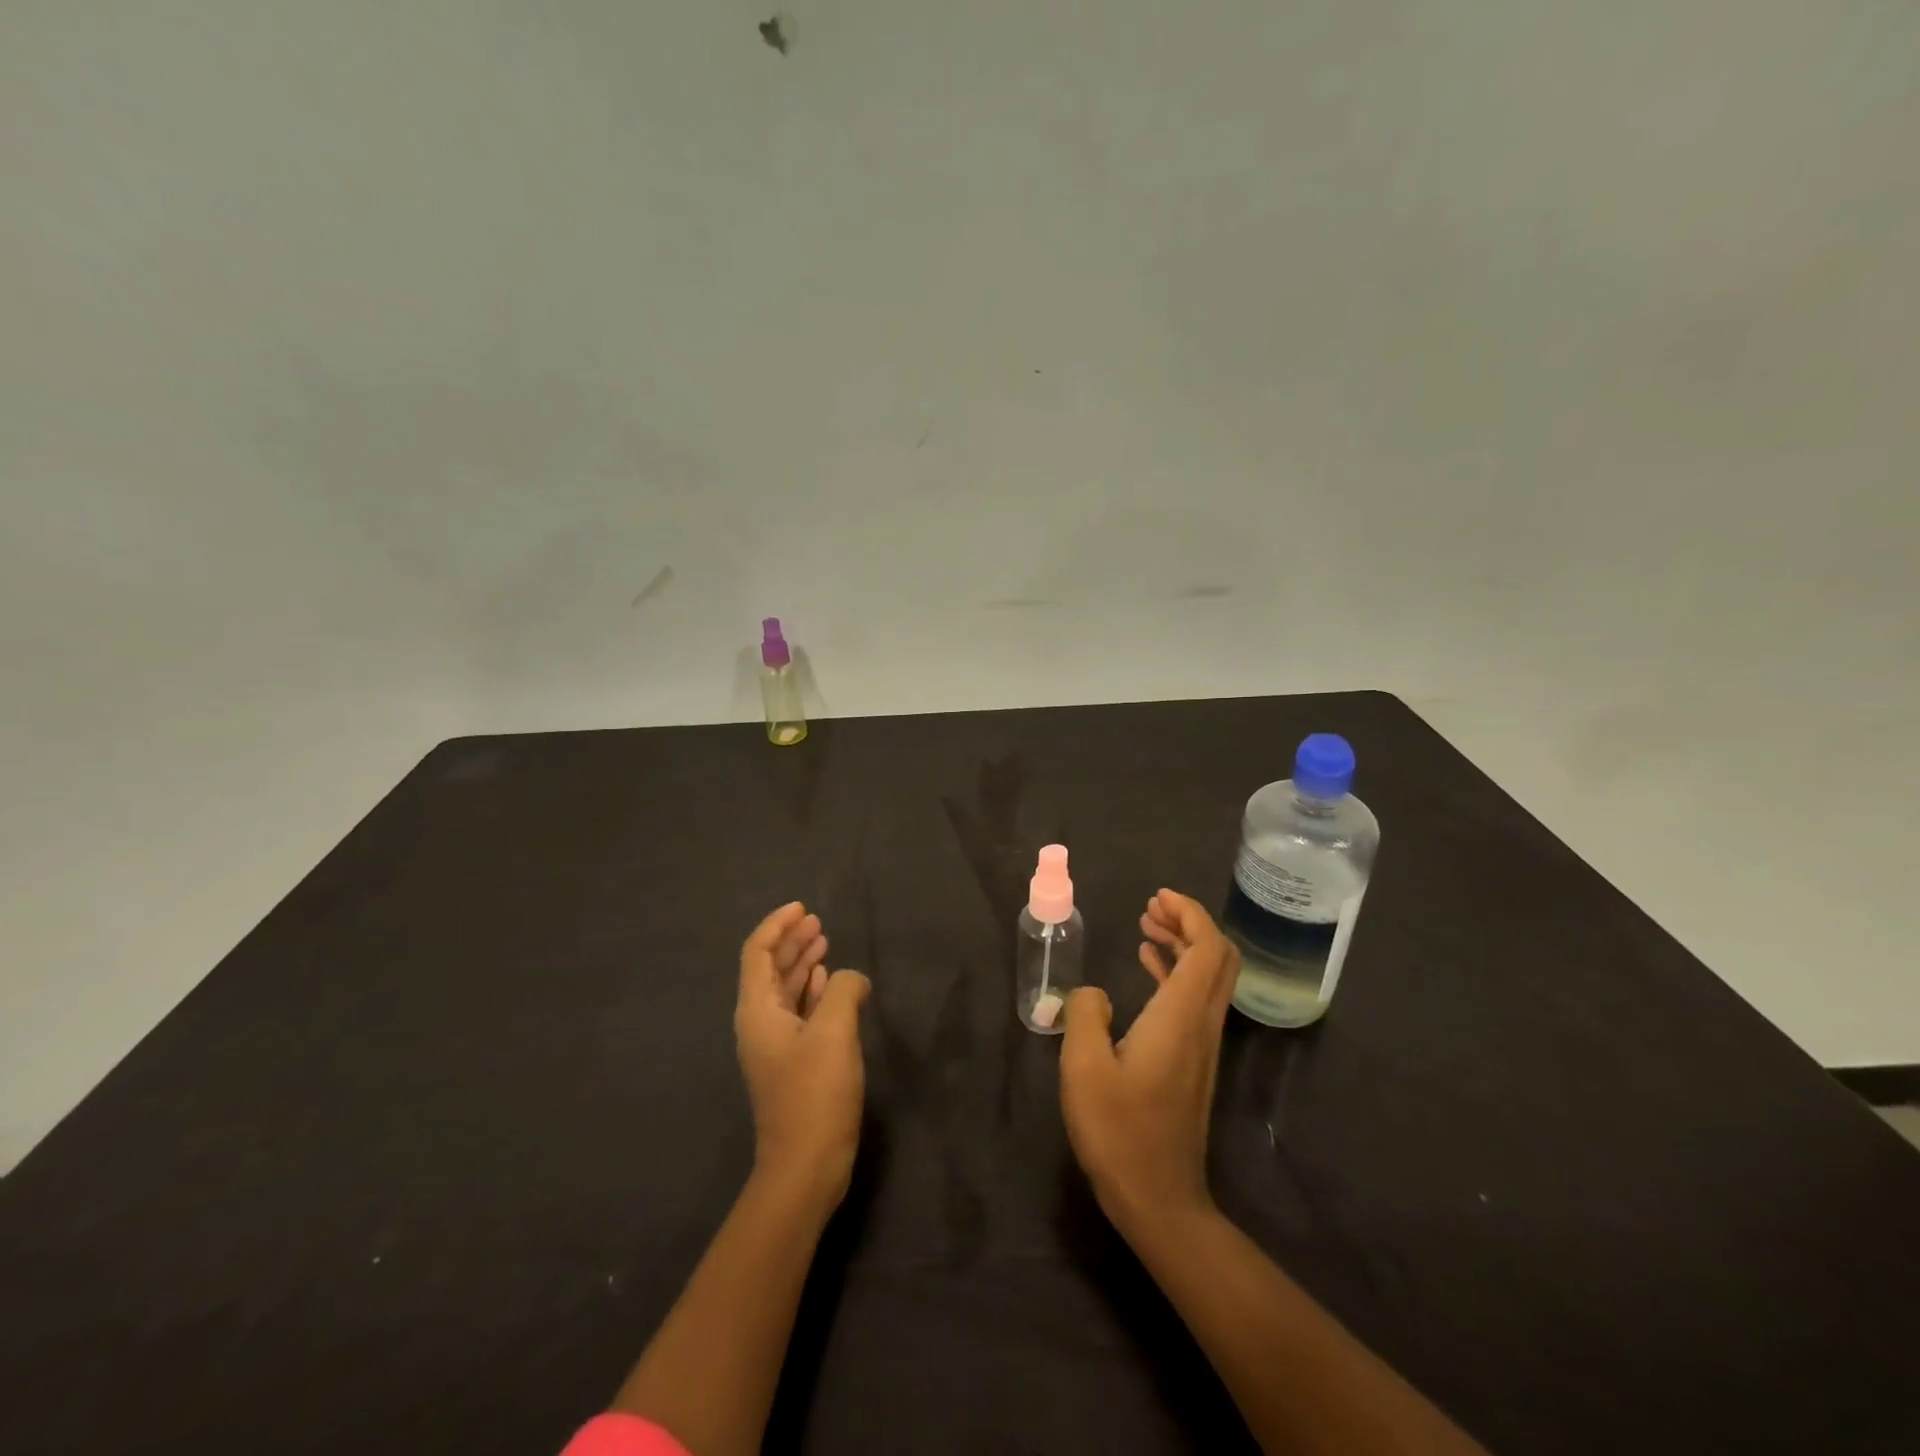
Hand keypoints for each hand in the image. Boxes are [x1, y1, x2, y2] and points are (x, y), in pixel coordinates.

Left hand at [734, 902, 870, 1207]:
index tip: (802, 908)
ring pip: (785, 990)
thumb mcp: (834, 1032)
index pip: (758, 953)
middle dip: (791, 941)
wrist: (804, 1167)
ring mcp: (776, 1045)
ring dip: (802, 964)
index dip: (777, 926)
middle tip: (816, 921)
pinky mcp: (793, 1063)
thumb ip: (842, 991)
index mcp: (758, 1011)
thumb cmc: (815, 1094)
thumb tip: (850, 978)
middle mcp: (760, 1023)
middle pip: (770, 969)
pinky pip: (799, 1013)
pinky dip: (812, 991)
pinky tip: (828, 983)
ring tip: (824, 942)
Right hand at [1060, 889, 1239, 1235]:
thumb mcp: (1083, 1067)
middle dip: (1190, 922)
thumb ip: (1084, 1014)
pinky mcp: (1192, 1061)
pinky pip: (1193, 999)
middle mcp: (1201, 1024)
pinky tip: (1148, 966)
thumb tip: (1093, 994)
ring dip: (1183, 944)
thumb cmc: (1119, 1131)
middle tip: (1152, 906)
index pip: (1209, 948)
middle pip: (1218, 957)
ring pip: (1208, 977)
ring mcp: (1201, 1045)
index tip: (1158, 897)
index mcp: (1180, 1016)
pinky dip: (1176, 972)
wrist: (1158, 1199)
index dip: (1190, 914)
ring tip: (1146, 926)